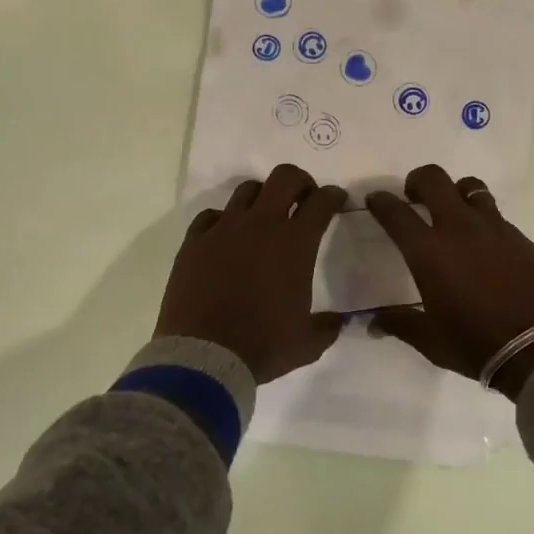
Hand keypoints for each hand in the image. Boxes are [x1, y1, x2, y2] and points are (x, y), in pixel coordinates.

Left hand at [156, 164, 348, 382]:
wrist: (205, 356)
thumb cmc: (263, 346)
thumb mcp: (307, 343)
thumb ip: (328, 326)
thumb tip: (338, 321)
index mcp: (295, 243)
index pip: (321, 202)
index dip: (333, 196)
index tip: (336, 200)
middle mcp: (261, 225)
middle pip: (284, 177)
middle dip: (300, 181)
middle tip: (303, 198)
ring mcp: (223, 229)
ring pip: (246, 190)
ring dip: (262, 197)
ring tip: (264, 215)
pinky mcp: (194, 241)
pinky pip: (211, 216)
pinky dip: (223, 220)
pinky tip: (226, 237)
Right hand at [366, 165, 533, 399]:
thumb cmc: (478, 344)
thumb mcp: (431, 341)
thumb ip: (399, 324)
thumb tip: (373, 324)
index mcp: (429, 252)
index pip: (396, 213)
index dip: (380, 201)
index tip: (375, 199)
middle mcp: (460, 229)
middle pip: (435, 179)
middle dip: (418, 180)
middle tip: (414, 197)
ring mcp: (496, 229)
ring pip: (471, 187)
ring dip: (455, 192)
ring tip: (453, 213)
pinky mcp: (523, 238)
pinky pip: (496, 216)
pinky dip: (483, 221)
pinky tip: (485, 248)